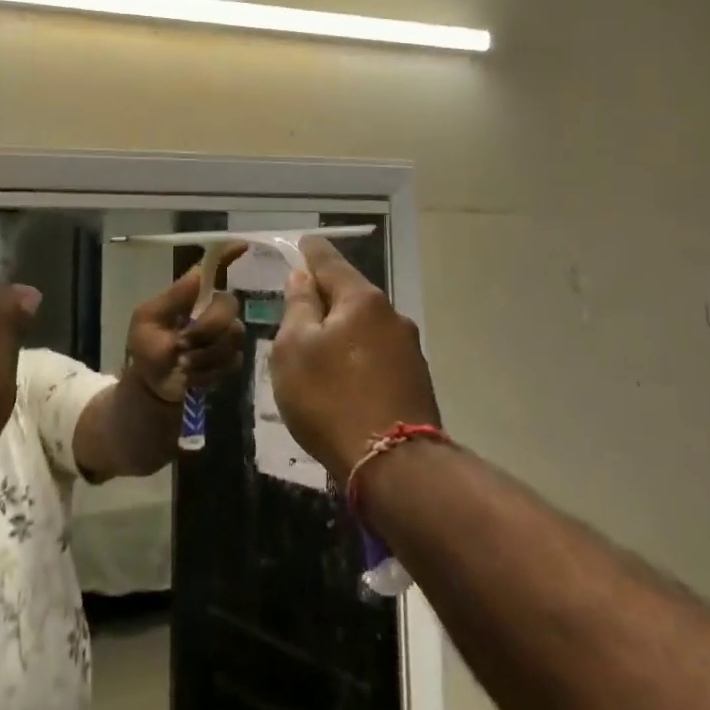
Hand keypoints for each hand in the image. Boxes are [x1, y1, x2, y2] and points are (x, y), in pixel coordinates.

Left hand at [124, 244, 247, 404]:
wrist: (151, 387)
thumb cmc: (145, 348)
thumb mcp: (147, 319)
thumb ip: (172, 298)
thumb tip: (198, 274)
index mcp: (192, 295)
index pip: (215, 269)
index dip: (229, 255)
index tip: (242, 246)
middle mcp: (213, 309)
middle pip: (228, 305)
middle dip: (205, 328)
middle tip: (182, 344)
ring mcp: (226, 335)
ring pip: (232, 336)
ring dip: (202, 354)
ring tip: (182, 364)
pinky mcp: (232, 360)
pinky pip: (232, 361)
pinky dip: (208, 371)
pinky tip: (192, 376)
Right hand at [271, 236, 439, 484]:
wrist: (394, 466)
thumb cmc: (330, 399)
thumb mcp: (295, 349)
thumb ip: (298, 307)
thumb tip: (303, 277)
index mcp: (361, 300)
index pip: (329, 261)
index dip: (311, 251)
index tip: (302, 243)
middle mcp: (391, 315)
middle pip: (350, 294)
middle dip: (325, 295)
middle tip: (298, 305)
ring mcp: (408, 348)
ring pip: (364, 326)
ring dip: (341, 329)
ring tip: (317, 349)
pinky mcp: (415, 379)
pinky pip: (376, 353)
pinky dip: (356, 355)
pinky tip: (343, 377)